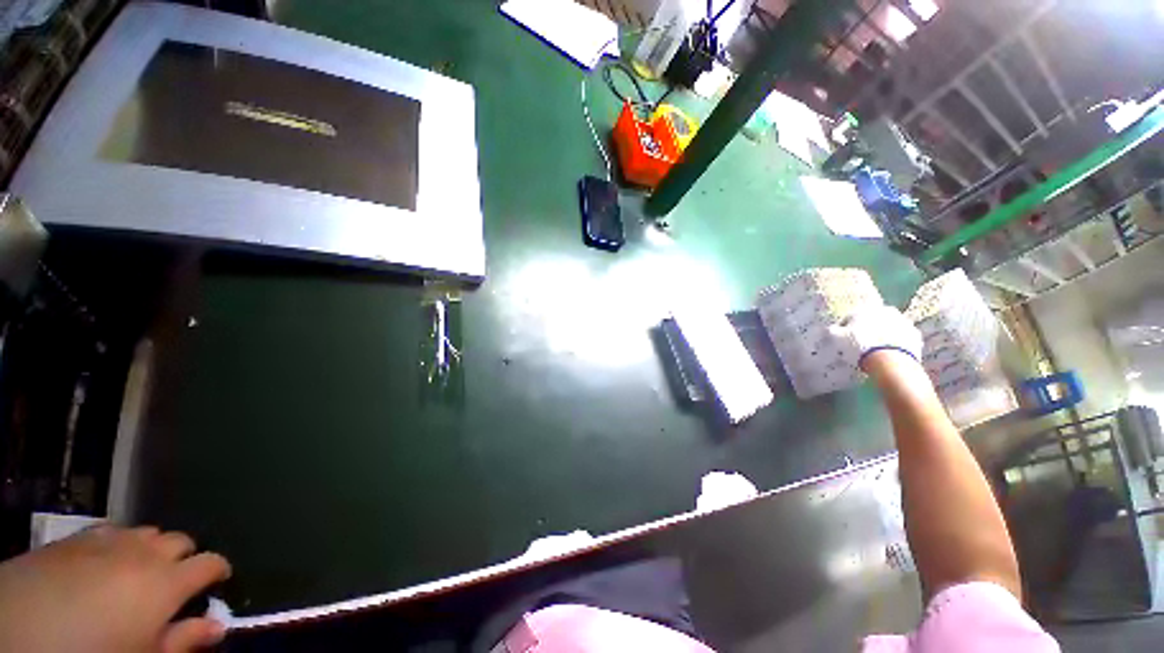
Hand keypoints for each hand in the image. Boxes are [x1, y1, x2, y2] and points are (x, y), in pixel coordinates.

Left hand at [0, 525, 231, 652]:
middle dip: (184, 556)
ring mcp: (110, 540)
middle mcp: (146, 552)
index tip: (219, 581)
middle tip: (173, 581)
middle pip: (181, 540)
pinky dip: (119, 543)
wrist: (20, 627)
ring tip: (138, 573)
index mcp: (168, 581)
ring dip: (152, 548)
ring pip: (147, 531)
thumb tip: (218, 626)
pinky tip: (104, 563)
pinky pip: (112, 530)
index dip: (219, 570)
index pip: (211, 563)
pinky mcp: (80, 537)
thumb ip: (184, 642)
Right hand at [828, 305, 923, 370]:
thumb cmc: (860, 346)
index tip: (844, 340)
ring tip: (877, 350)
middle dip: (868, 329)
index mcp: (865, 310)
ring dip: (884, 335)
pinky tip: (890, 353)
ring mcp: (903, 322)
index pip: (851, 318)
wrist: (891, 361)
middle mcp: (885, 310)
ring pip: (889, 327)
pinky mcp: (915, 335)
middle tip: (862, 343)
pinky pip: (903, 338)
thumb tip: (831, 328)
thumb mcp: (838, 339)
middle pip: (873, 320)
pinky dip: (897, 343)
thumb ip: (833, 331)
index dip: (846, 329)